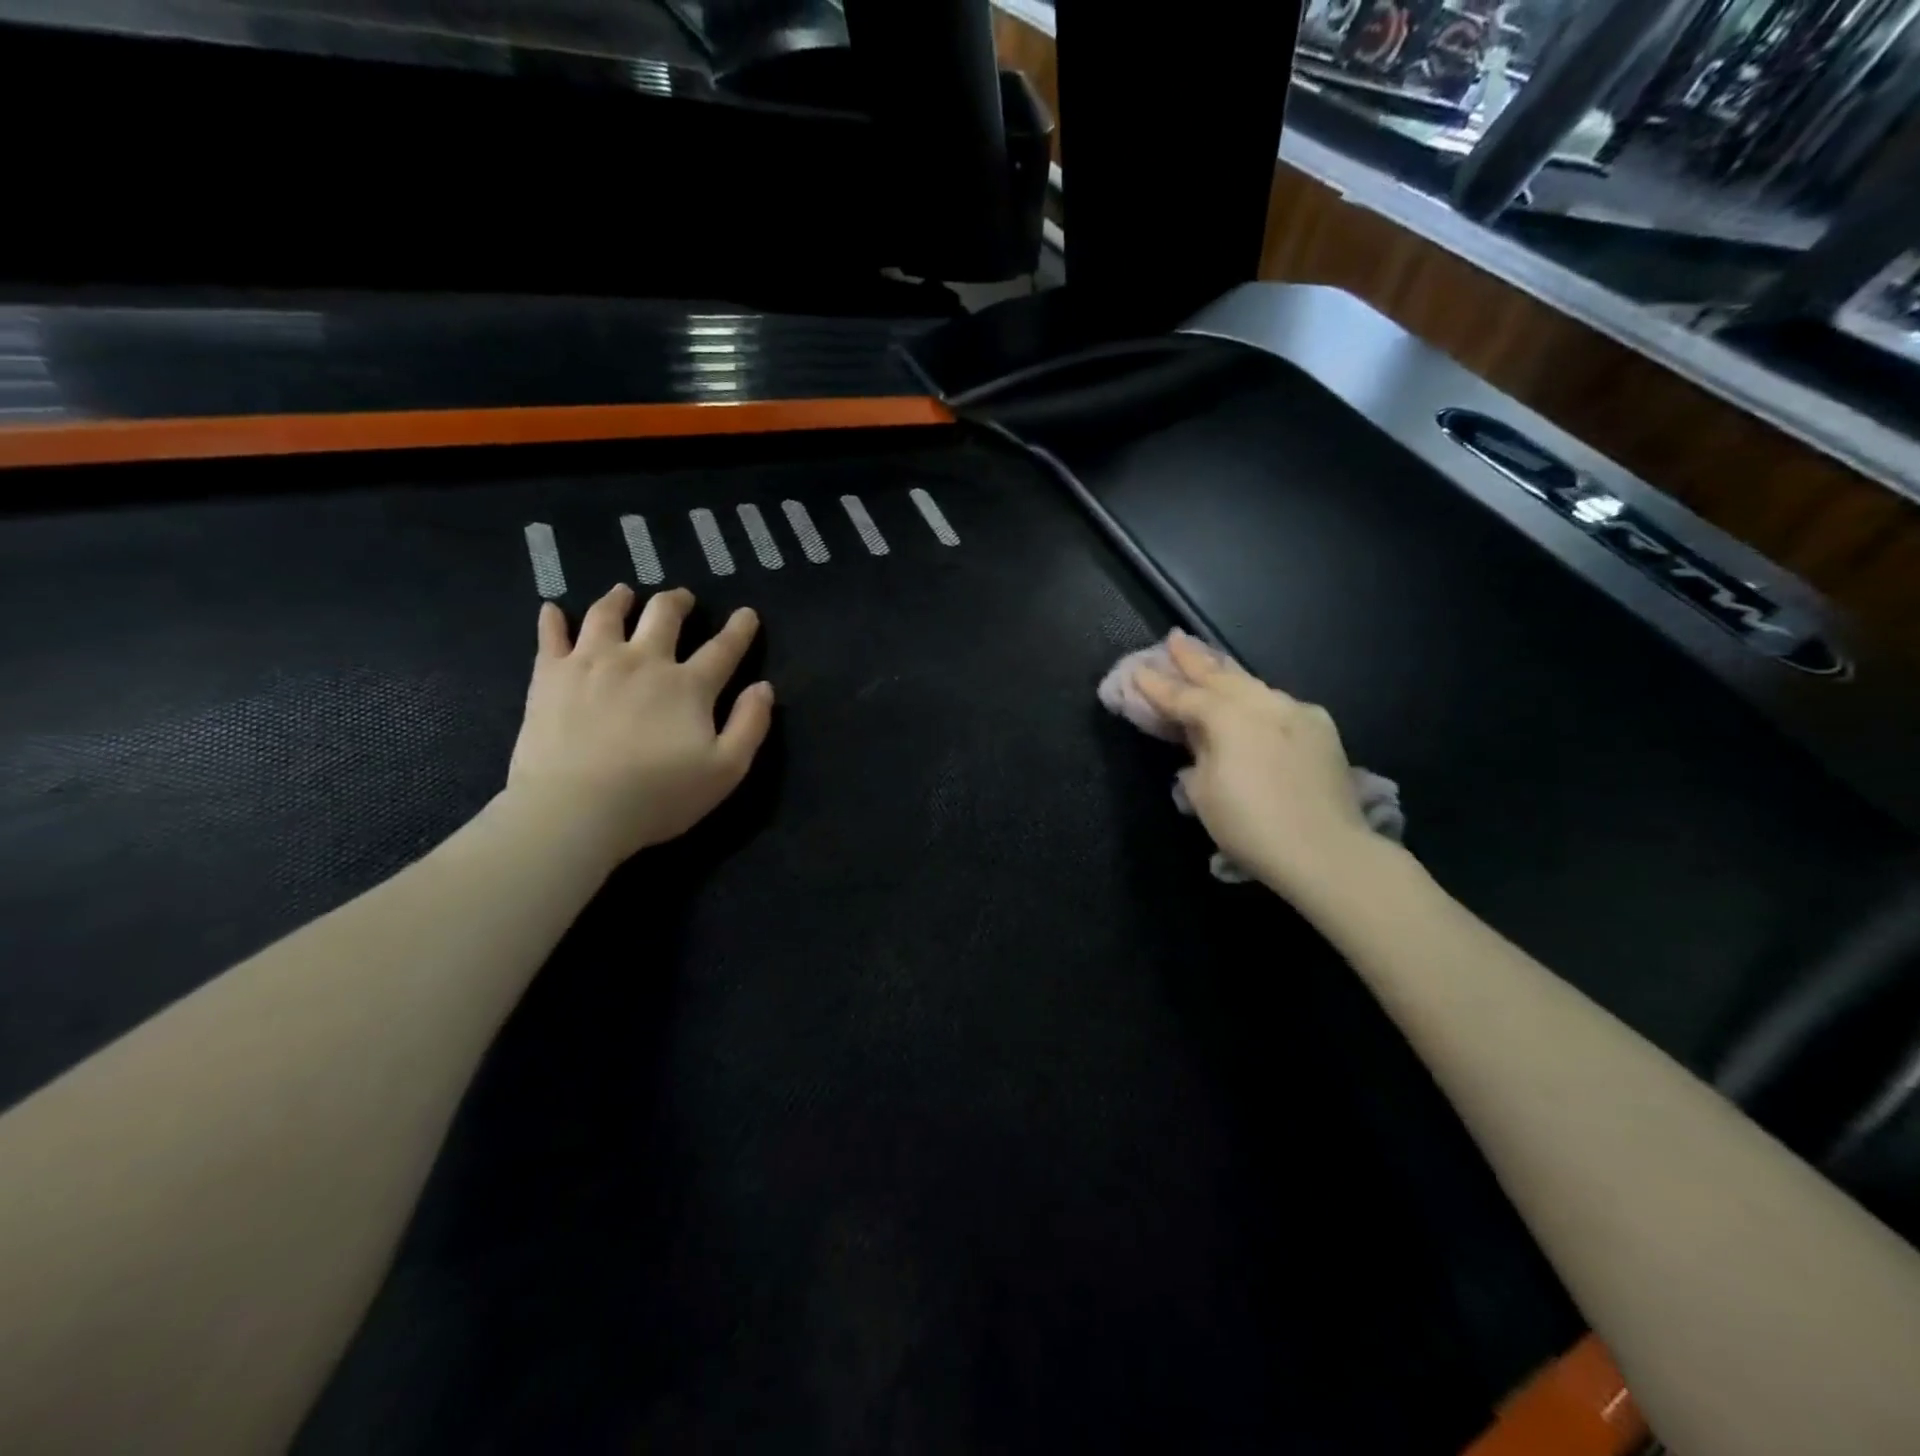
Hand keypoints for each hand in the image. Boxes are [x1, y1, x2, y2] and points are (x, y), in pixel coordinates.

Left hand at [505, 585, 773, 867]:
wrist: (576, 809)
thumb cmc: (658, 795)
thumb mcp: (726, 770)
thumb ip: (750, 725)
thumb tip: (763, 687)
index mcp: (688, 685)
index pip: (723, 648)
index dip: (739, 629)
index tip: (747, 614)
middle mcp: (643, 660)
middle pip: (664, 616)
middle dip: (678, 602)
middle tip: (682, 599)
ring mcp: (593, 662)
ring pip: (608, 614)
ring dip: (620, 599)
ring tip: (624, 593)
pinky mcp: (551, 675)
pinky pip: (550, 636)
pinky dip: (553, 619)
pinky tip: (553, 610)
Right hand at [1133, 631, 1378, 902]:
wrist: (1326, 851)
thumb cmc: (1250, 826)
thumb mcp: (1203, 792)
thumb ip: (1197, 754)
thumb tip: (1200, 740)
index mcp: (1226, 717)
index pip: (1182, 696)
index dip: (1156, 685)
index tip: (1136, 670)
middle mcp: (1261, 703)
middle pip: (1220, 676)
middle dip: (1194, 658)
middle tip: (1175, 639)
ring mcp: (1295, 712)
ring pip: (1252, 685)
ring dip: (1227, 673)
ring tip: (1210, 662)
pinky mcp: (1320, 728)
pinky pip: (1278, 704)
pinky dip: (1257, 698)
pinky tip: (1253, 702)